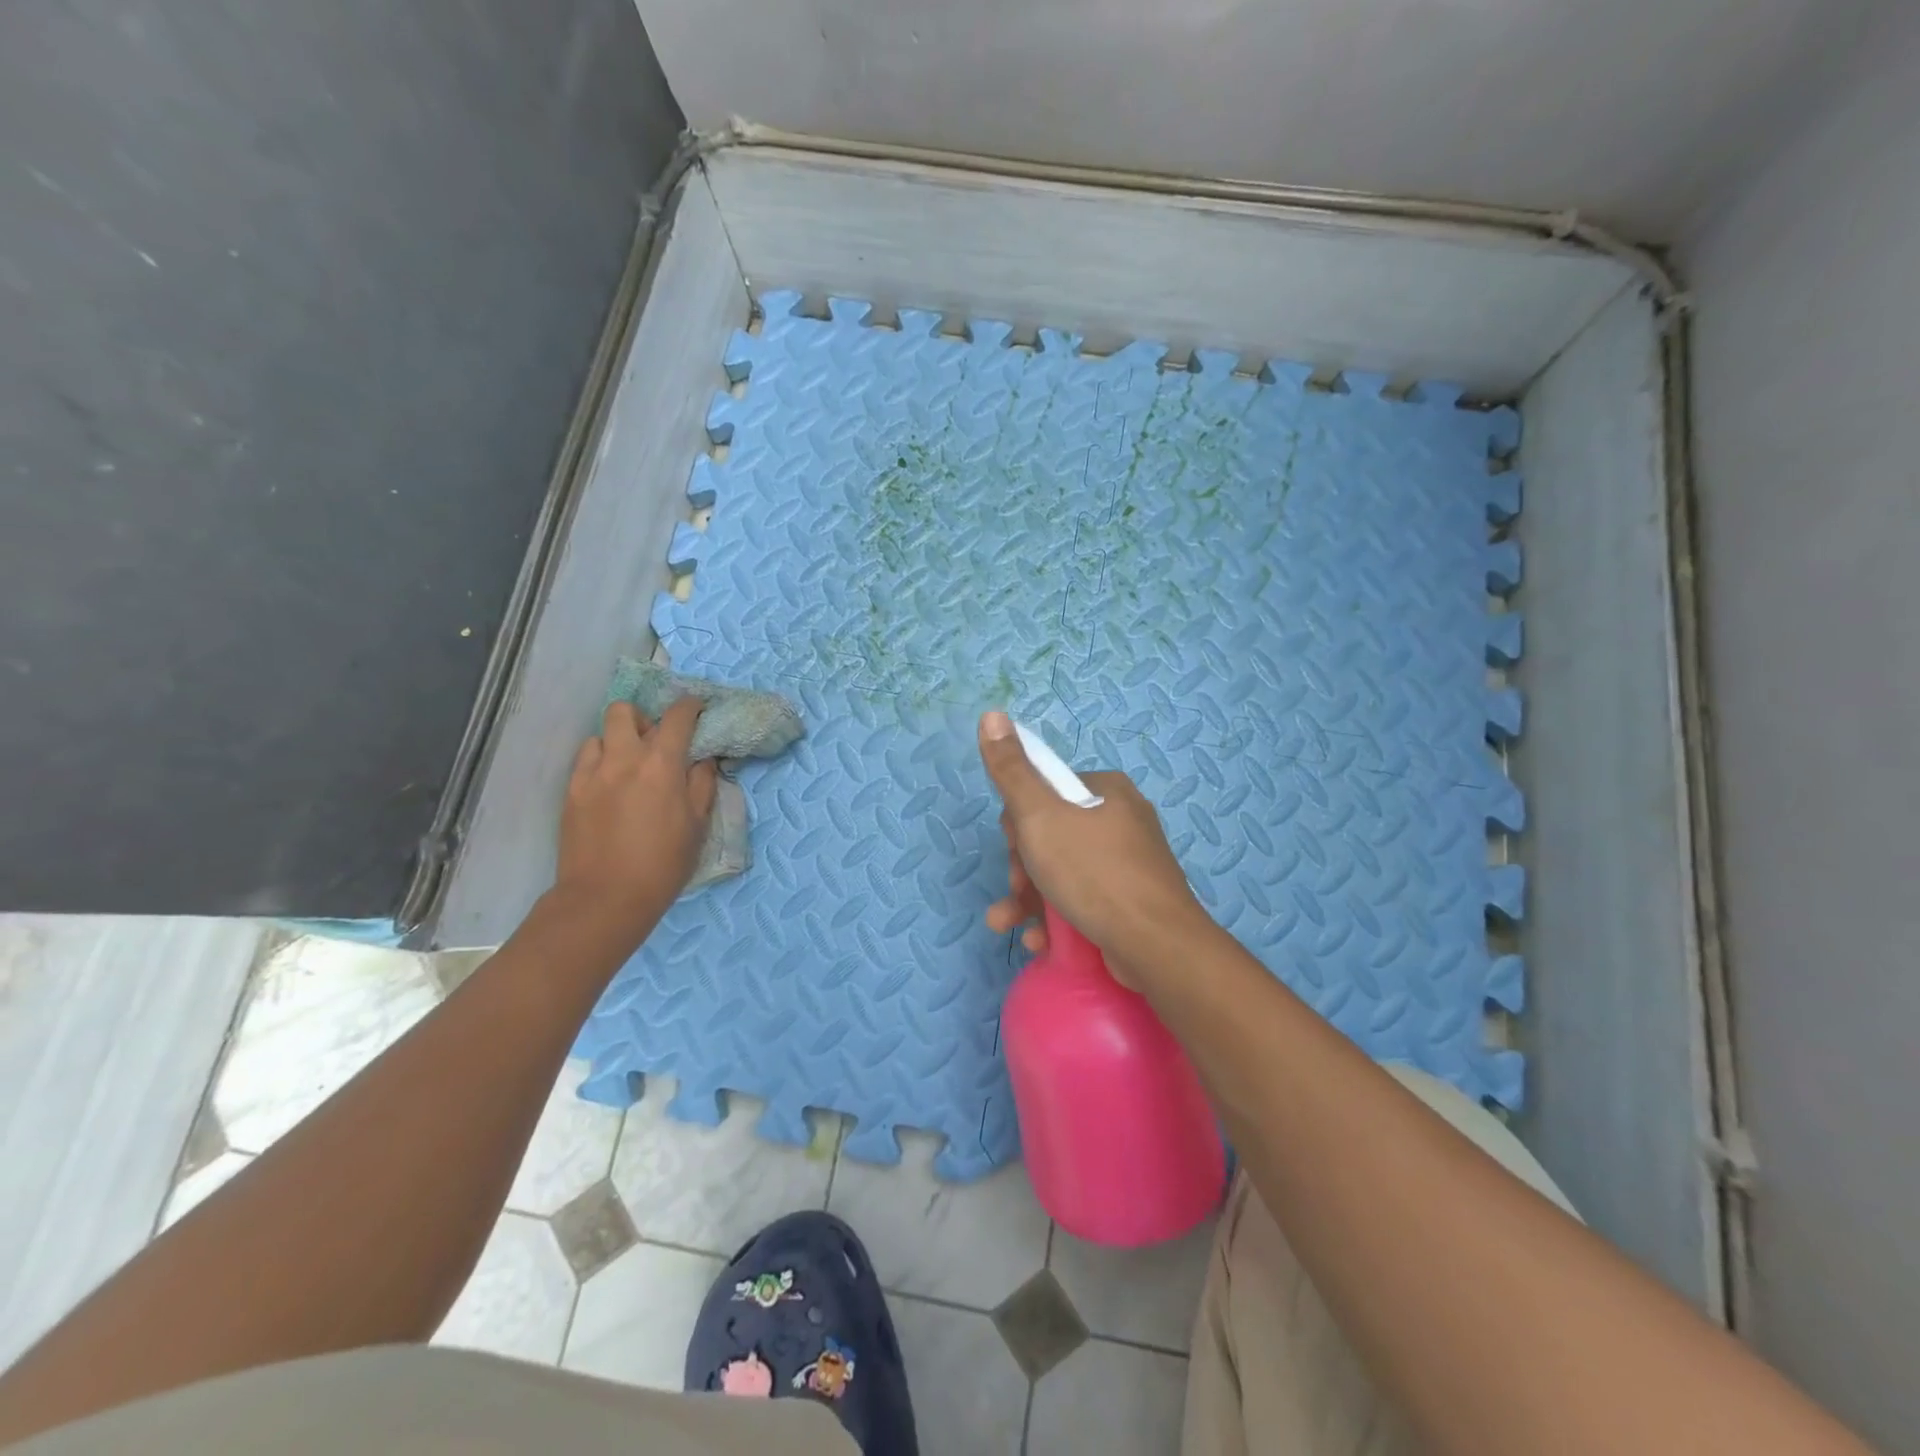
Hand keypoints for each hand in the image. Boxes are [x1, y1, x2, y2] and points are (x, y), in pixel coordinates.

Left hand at [554, 699, 717, 946]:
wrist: (606, 898)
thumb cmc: (663, 864)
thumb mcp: (697, 824)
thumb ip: (702, 783)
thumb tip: (703, 759)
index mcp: (661, 764)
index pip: (677, 717)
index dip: (690, 706)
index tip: (697, 708)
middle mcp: (624, 758)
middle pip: (625, 712)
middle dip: (643, 718)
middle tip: (654, 742)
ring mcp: (591, 774)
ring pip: (600, 734)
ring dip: (618, 741)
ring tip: (628, 766)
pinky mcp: (570, 792)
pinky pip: (585, 760)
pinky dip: (600, 762)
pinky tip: (610, 786)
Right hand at [977, 710, 1207, 987]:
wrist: (1156, 946)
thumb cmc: (1093, 873)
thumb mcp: (1040, 816)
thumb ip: (1011, 770)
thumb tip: (991, 714)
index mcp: (1105, 790)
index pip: (1045, 791)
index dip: (1018, 820)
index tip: (1013, 846)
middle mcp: (1121, 820)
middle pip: (1051, 834)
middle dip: (1022, 866)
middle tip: (1017, 889)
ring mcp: (1129, 864)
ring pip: (1062, 871)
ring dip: (1028, 898)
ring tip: (1008, 924)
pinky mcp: (1131, 902)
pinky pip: (1083, 899)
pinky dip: (1057, 917)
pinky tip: (1040, 941)